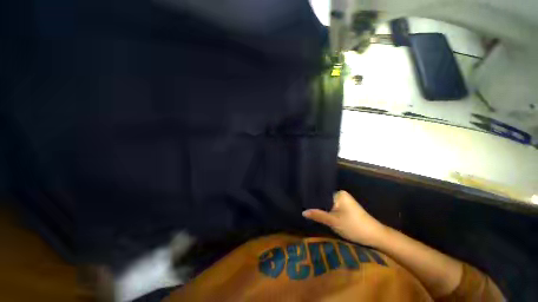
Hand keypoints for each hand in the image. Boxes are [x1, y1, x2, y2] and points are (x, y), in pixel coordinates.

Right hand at [302, 190, 386, 246]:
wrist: (376, 236)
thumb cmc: (354, 227)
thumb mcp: (333, 222)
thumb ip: (318, 215)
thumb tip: (303, 212)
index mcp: (339, 194)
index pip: (321, 195)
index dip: (312, 201)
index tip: (303, 205)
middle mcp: (341, 195)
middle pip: (324, 200)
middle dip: (317, 207)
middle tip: (305, 211)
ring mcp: (345, 201)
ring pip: (328, 205)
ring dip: (322, 210)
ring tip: (311, 213)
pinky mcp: (347, 207)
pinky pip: (333, 208)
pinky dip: (328, 212)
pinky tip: (322, 216)